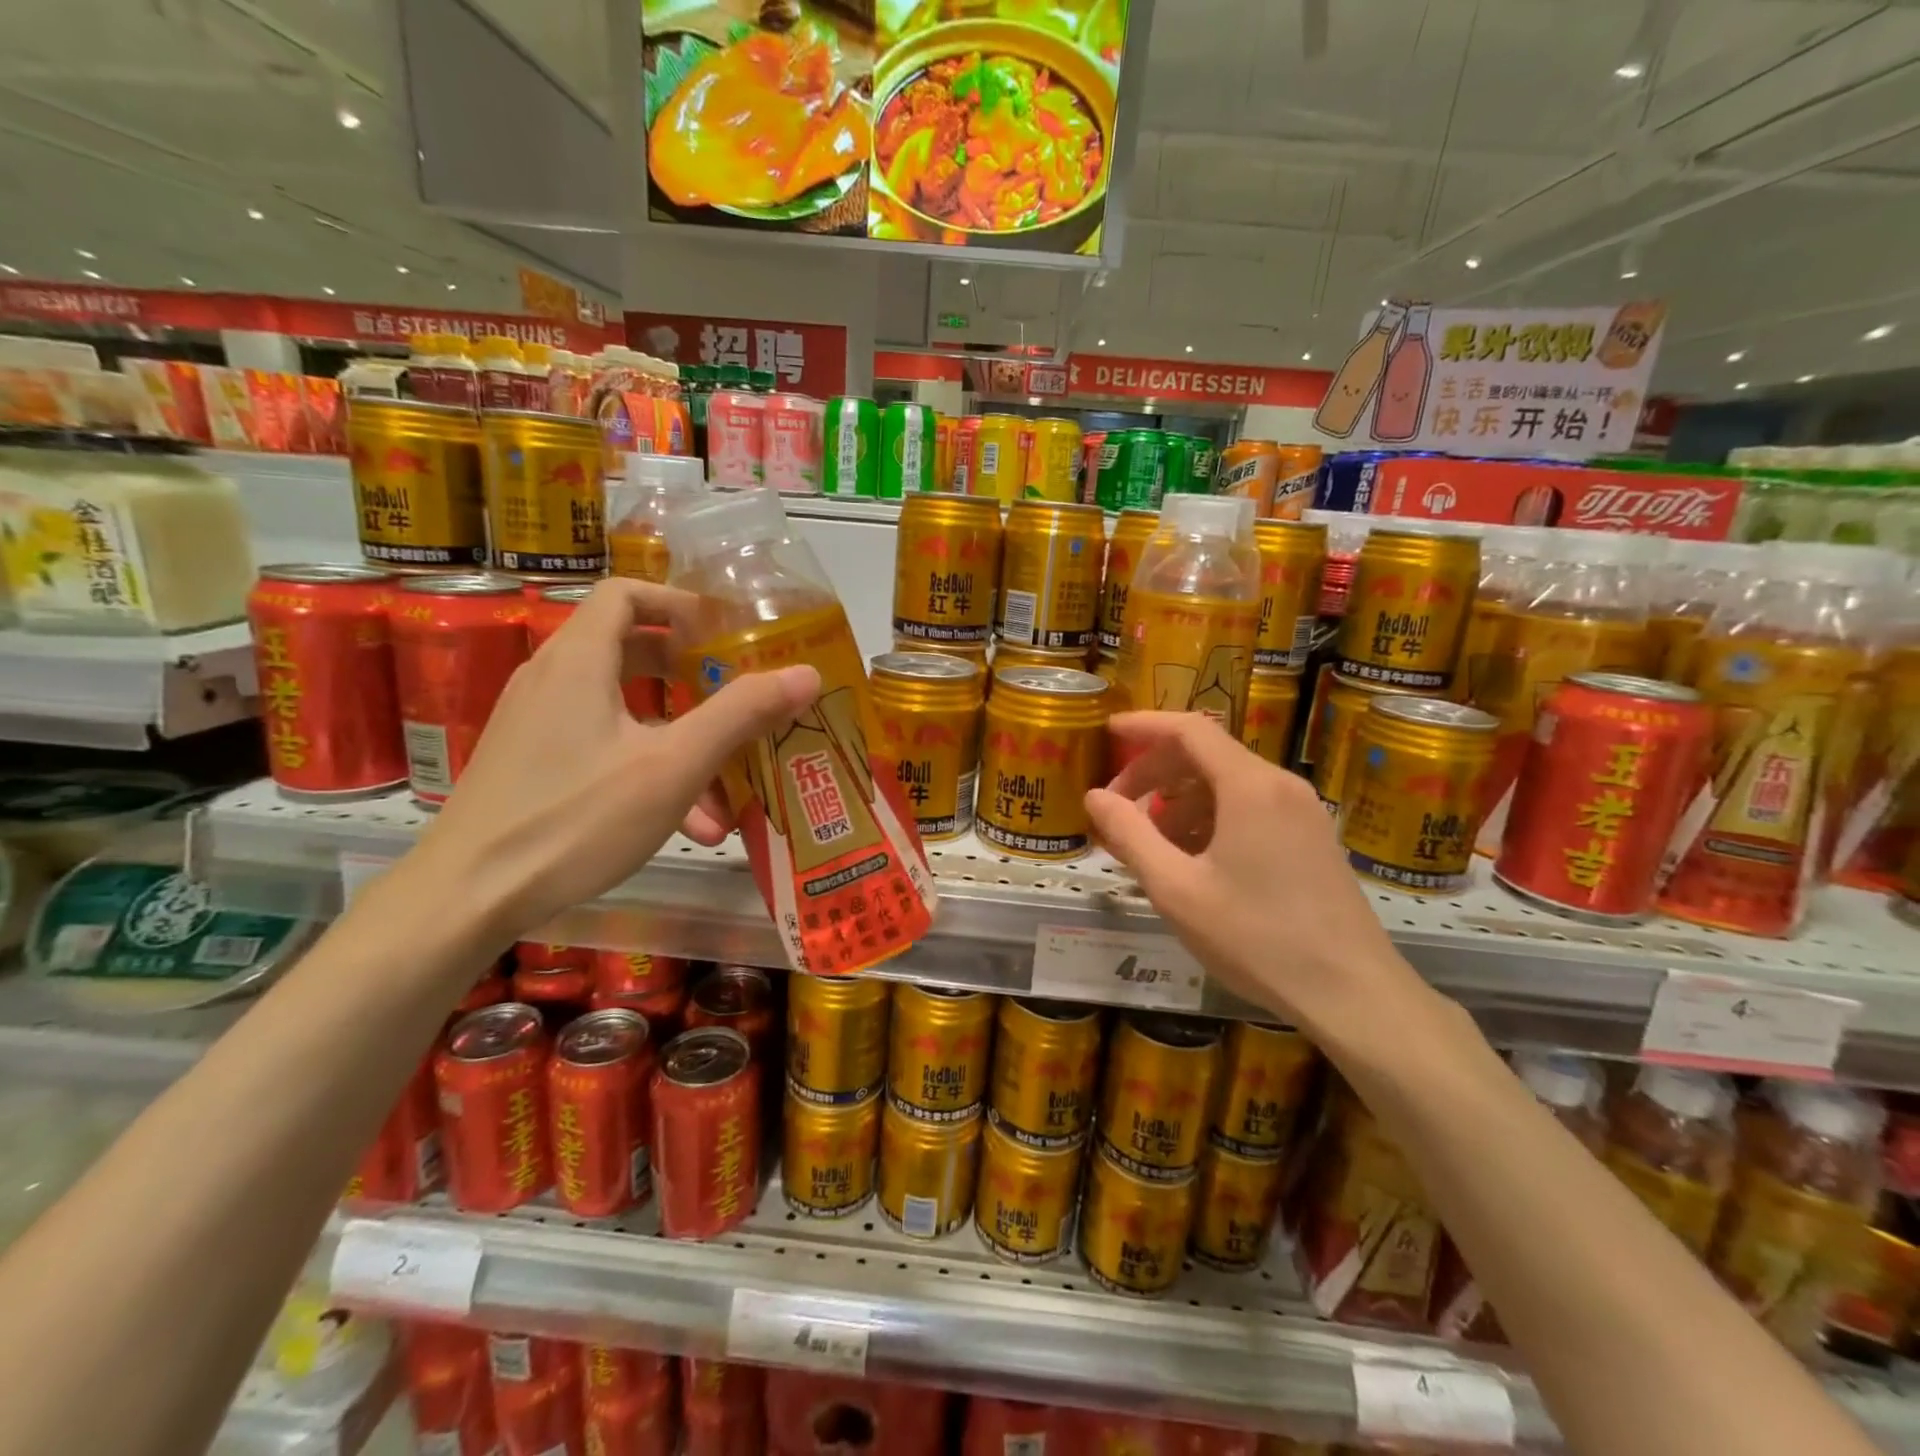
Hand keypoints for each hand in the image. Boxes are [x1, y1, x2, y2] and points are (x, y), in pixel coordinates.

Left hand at [413, 578, 818, 942]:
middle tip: (735, 694)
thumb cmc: (575, 818)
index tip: (726, 634)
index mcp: (579, 659)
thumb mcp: (673, 766)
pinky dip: (648, 766)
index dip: (680, 603)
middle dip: (691, 674)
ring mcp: (538, 723)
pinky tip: (686, 823)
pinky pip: (603, 744)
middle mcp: (552, 679)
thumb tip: (806, 674)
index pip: (627, 593)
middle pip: (630, 649)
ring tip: (725, 791)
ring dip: (679, 738)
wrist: (466, 897)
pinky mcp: (533, 762)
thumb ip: (741, 714)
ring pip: (623, 709)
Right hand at [1083, 711, 1421, 1036]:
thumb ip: (1129, 835)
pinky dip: (1211, 818)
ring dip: (1180, 800)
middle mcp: (1280, 786)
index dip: (1144, 726)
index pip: (1189, 729)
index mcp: (1249, 786)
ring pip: (1227, 784)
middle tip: (1116, 806)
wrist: (1353, 995)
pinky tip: (1192, 859)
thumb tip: (1095, 796)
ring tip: (1149, 843)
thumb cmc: (1256, 938)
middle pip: (1206, 754)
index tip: (1107, 733)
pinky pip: (1250, 808)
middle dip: (1154, 772)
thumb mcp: (1176, 889)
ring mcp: (1302, 812)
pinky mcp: (1312, 838)